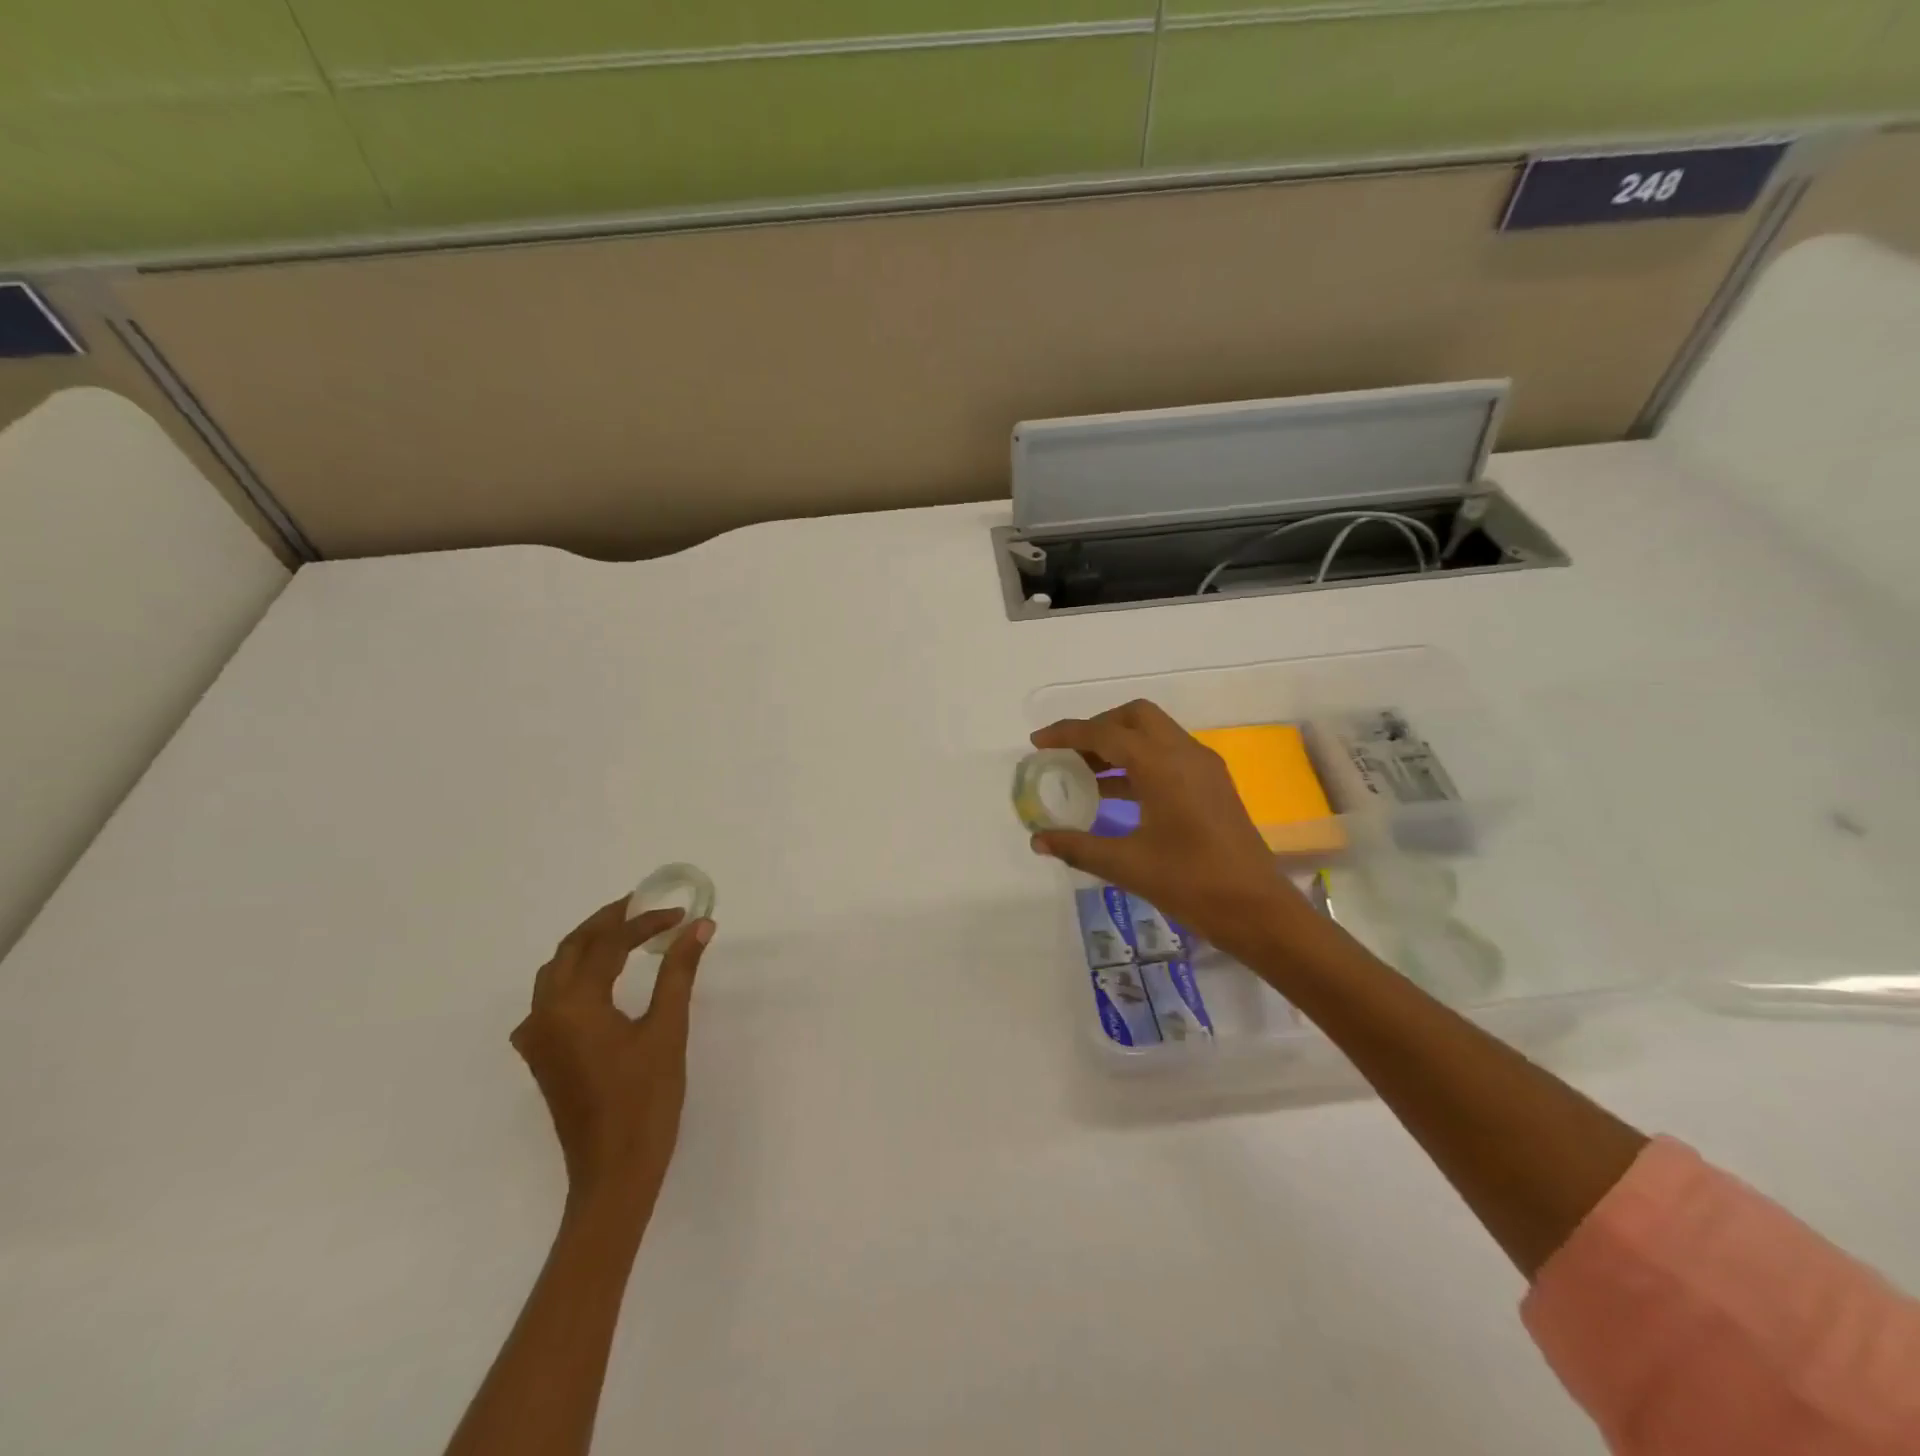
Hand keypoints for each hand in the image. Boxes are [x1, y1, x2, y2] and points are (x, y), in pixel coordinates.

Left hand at [510, 899, 714, 1215]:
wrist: (614, 1172)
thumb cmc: (645, 1099)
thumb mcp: (667, 1029)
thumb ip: (679, 971)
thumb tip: (699, 926)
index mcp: (573, 1005)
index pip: (608, 945)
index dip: (645, 923)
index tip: (680, 914)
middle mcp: (544, 1014)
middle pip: (571, 949)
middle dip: (607, 922)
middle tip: (644, 906)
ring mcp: (538, 1037)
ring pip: (555, 972)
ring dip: (588, 945)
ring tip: (626, 932)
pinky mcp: (542, 1056)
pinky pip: (551, 998)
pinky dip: (576, 975)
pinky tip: (601, 979)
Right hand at [1029, 700, 1307, 960]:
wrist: (1257, 909)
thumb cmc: (1191, 883)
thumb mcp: (1127, 865)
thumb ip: (1078, 846)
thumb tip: (1038, 840)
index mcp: (1162, 765)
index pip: (1105, 734)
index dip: (1067, 734)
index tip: (1038, 743)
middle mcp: (1185, 753)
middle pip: (1135, 717)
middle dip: (1098, 727)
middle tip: (1068, 753)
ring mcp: (1204, 767)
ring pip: (1154, 733)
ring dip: (1119, 743)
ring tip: (1084, 772)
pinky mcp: (1212, 784)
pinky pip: (1168, 754)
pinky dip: (1139, 760)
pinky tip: (1117, 793)